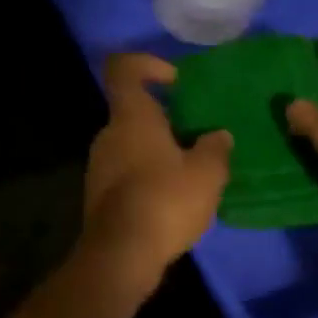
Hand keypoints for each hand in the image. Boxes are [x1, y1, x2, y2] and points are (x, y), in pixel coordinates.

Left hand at [80, 53, 232, 295]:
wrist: (121, 254)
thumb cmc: (165, 200)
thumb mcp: (206, 173)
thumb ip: (215, 148)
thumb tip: (218, 135)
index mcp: (131, 116)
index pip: (123, 69)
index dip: (147, 64)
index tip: (175, 81)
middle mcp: (109, 133)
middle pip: (134, 109)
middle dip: (165, 117)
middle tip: (198, 135)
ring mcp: (99, 163)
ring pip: (131, 141)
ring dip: (159, 148)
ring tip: (192, 170)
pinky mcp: (100, 192)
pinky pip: (127, 168)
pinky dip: (148, 173)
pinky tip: (174, 197)